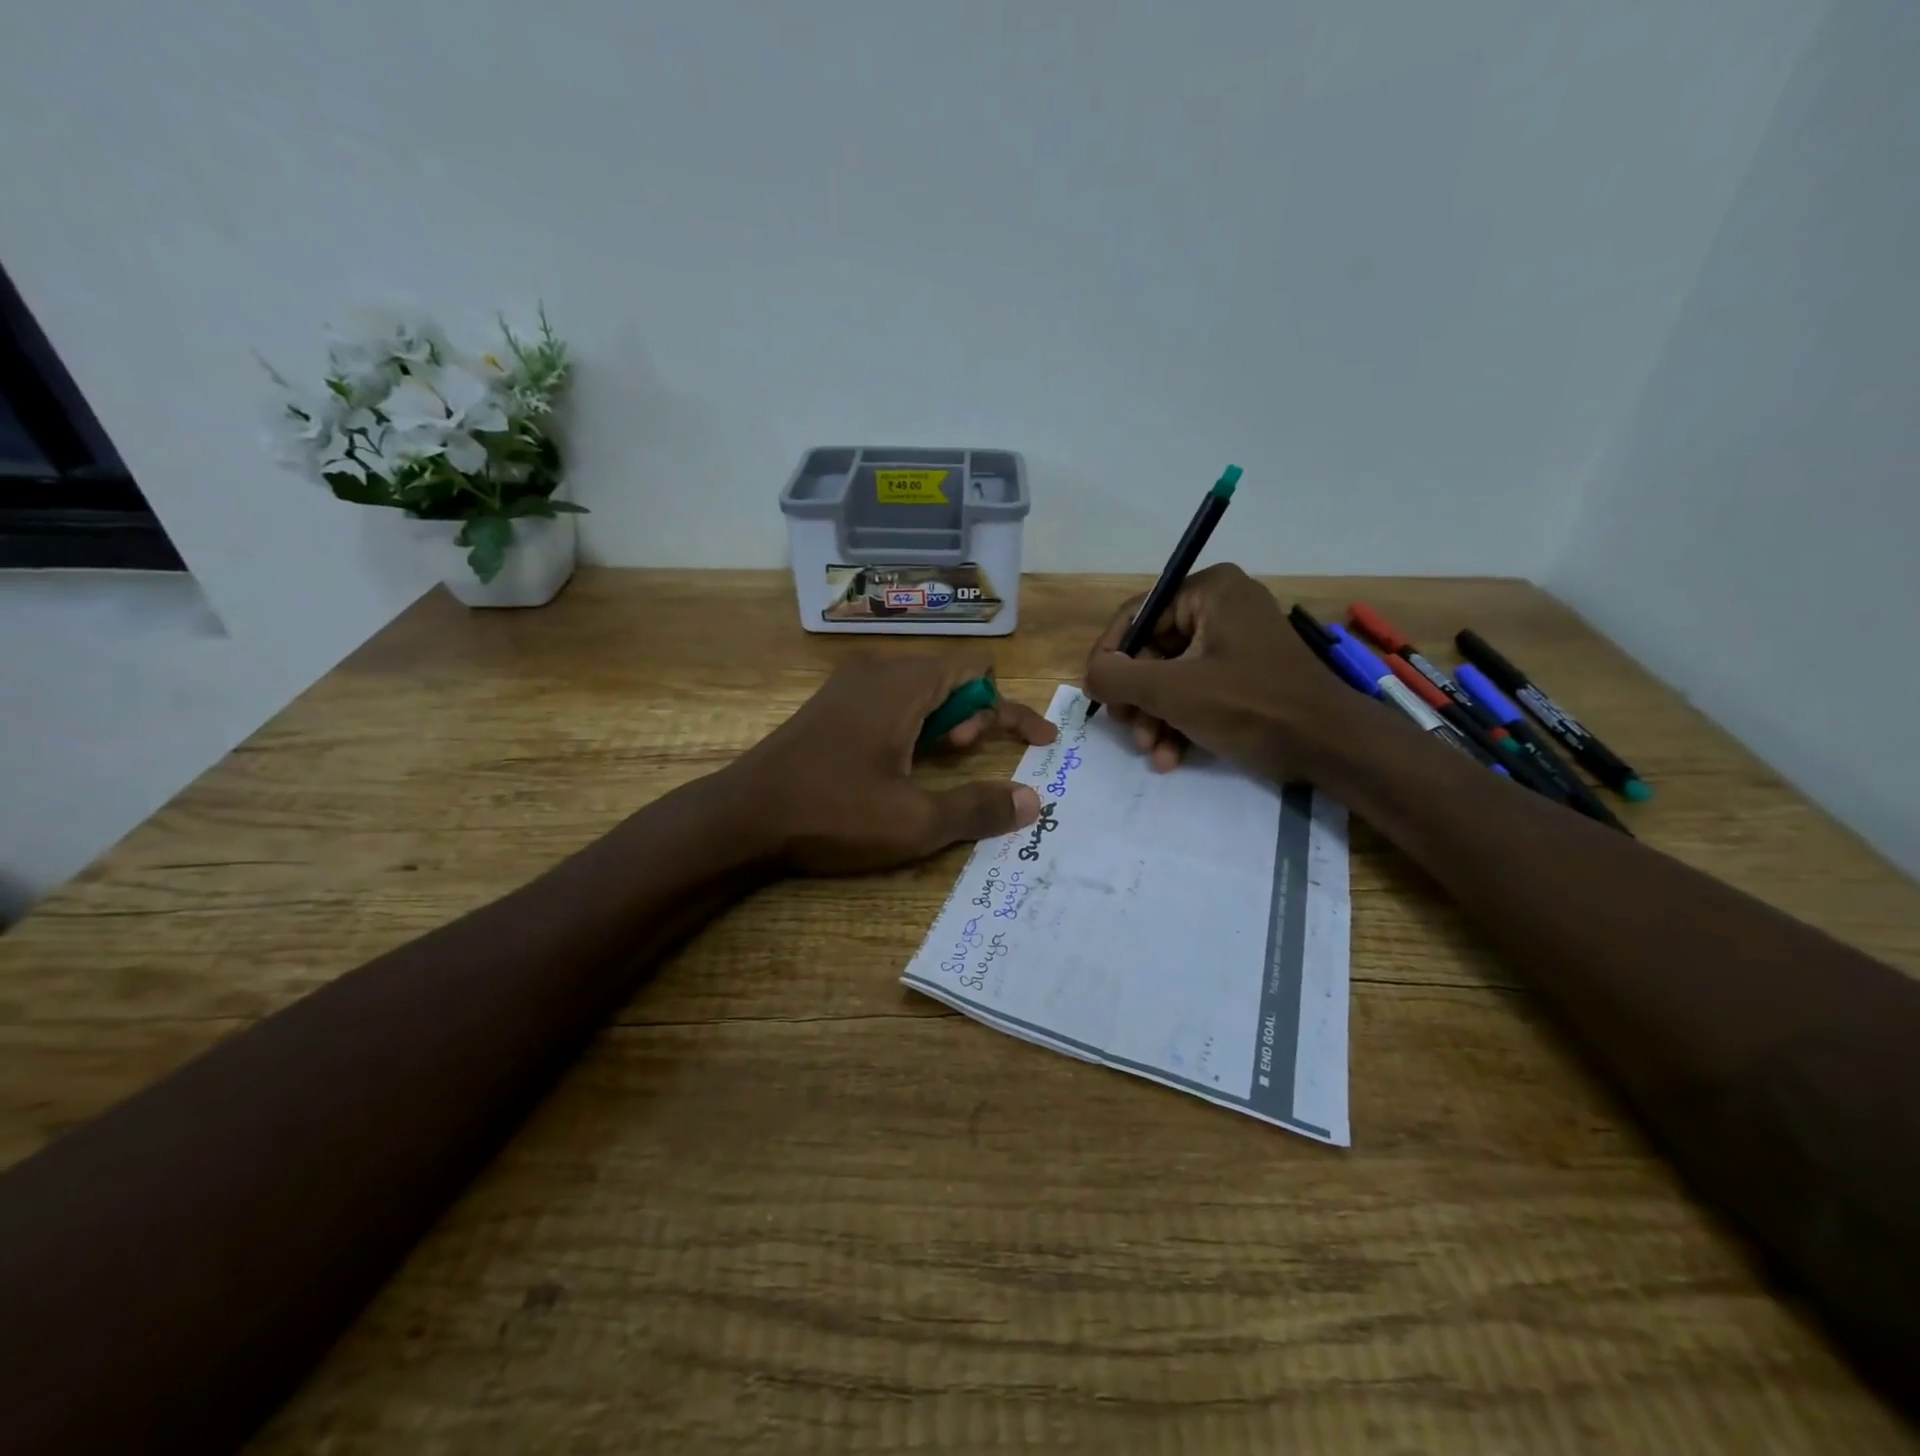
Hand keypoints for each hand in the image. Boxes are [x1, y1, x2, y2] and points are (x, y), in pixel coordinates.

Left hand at [722, 653, 1056, 874]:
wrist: (740, 819)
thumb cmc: (832, 813)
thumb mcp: (915, 821)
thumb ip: (978, 808)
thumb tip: (1031, 802)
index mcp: (902, 684)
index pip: (977, 674)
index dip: (1012, 709)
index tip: (1040, 743)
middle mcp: (876, 672)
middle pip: (950, 679)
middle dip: (976, 717)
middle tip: (970, 756)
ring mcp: (847, 688)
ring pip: (919, 692)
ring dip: (945, 723)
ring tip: (941, 762)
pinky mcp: (829, 710)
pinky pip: (889, 703)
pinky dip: (914, 726)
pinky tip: (903, 765)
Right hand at [1083, 563, 1359, 779]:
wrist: (1330, 746)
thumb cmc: (1250, 706)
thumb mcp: (1173, 691)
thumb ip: (1118, 677)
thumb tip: (1091, 674)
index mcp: (1209, 591)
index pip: (1137, 615)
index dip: (1109, 657)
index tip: (1096, 695)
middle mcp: (1222, 606)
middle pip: (1153, 650)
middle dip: (1137, 697)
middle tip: (1127, 728)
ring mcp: (1236, 642)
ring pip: (1172, 676)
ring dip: (1155, 717)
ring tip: (1153, 750)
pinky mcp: (1245, 674)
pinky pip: (1197, 690)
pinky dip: (1180, 722)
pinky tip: (1171, 757)